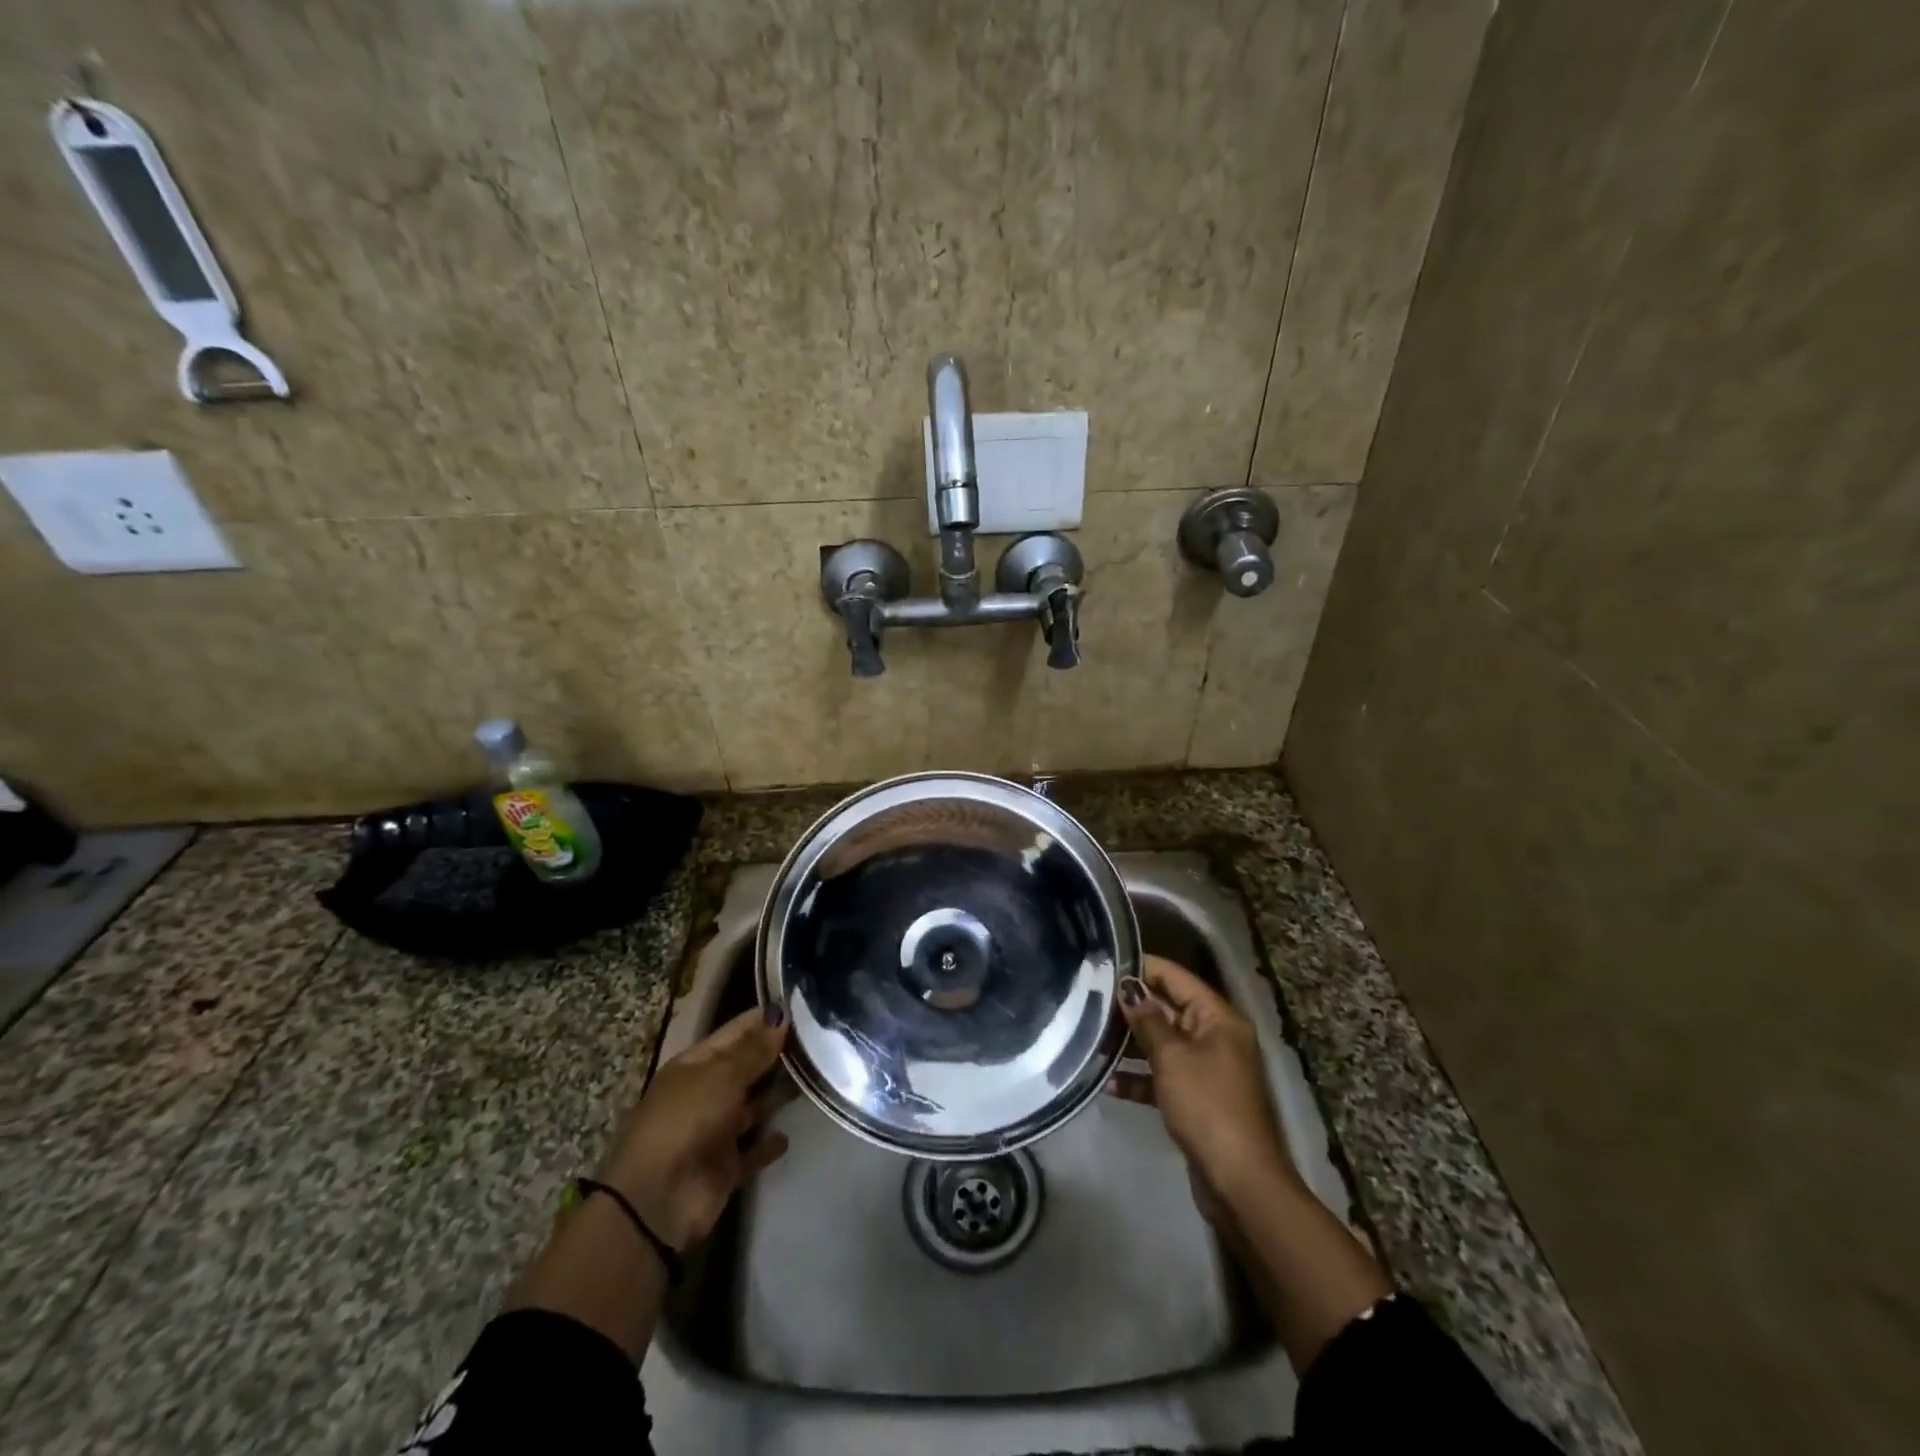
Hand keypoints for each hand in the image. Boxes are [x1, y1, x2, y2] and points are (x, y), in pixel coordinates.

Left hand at [597, 1006, 793, 1250]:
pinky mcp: (725, 1168)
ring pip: (752, 1107)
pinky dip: (768, 1144)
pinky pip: (752, 1151)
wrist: (656, 1201)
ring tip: (815, 1078)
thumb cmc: (686, 1121)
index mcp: (695, 1066)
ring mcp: (715, 1132)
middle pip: (745, 1068)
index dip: (764, 1019)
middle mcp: (705, 1094)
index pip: (735, 1032)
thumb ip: (754, 1050)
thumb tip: (780, 1017)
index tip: (802, 1006)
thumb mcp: (721, 1076)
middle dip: (775, 1054)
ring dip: (776, 1095)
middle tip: (820, 1039)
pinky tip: (789, 1135)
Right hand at [1110, 955, 1297, 1215]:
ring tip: (1089, 1036)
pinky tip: (1107, 1083)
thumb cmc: (1207, 1106)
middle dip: (1131, 1005)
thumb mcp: (1172, 1057)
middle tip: (1087, 998)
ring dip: (1130, 1042)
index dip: (1142, 967)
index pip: (1175, 977)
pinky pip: (1163, 1076)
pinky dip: (1139, 1077)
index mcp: (1217, 1017)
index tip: (1103, 962)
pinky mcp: (1197, 1098)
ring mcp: (1207, 1068)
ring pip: (1162, 1043)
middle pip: (1168, 1008)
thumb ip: (1148, 1019)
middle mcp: (1215, 1036)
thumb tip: (1129, 986)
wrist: (1240, 1182)